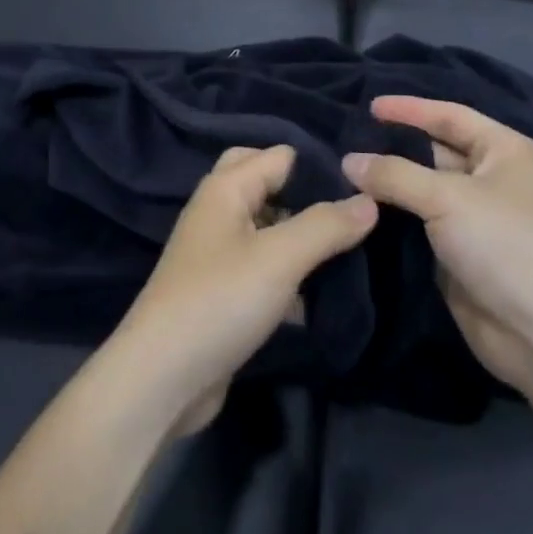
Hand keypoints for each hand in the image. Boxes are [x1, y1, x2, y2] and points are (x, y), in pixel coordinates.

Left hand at [105, 145, 378, 436]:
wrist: (161, 378)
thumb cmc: (220, 301)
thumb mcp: (280, 258)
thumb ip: (326, 226)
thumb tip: (370, 200)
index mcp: (225, 188)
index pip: (280, 155)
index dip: (320, 166)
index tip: (366, 185)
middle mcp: (218, 211)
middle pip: (268, 186)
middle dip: (308, 198)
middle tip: (352, 216)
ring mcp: (218, 253)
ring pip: (268, 229)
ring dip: (302, 237)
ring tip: (354, 249)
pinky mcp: (222, 292)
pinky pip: (263, 268)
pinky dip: (290, 274)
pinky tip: (323, 293)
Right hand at [343, 97, 532, 402]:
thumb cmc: (505, 245)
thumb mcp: (447, 198)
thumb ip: (394, 174)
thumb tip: (348, 161)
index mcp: (505, 151)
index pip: (450, 116)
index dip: (410, 109)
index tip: (369, 106)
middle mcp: (493, 178)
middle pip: (435, 151)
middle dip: (395, 147)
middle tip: (346, 141)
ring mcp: (477, 218)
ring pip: (424, 189)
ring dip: (390, 183)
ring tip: (342, 171)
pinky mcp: (461, 253)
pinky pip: (421, 223)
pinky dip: (394, 215)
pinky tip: (359, 208)